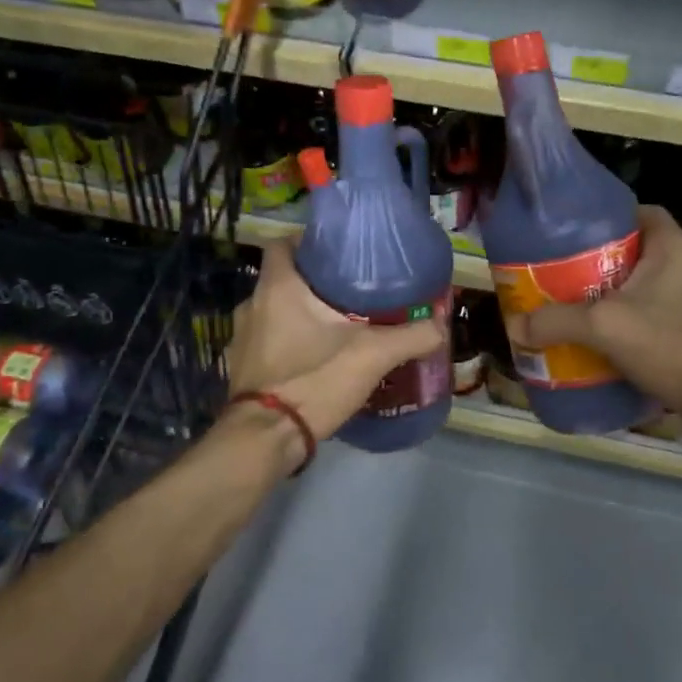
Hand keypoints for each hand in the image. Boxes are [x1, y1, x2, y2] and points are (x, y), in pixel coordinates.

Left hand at [225, 239, 446, 450]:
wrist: (266, 439)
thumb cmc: (314, 381)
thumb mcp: (372, 356)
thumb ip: (411, 336)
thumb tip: (441, 325)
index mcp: (277, 288)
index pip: (282, 243)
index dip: (307, 242)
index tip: (338, 253)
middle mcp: (252, 305)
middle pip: (282, 279)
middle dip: (314, 283)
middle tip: (351, 292)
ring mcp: (240, 338)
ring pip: (274, 311)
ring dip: (300, 314)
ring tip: (337, 325)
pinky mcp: (240, 367)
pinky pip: (267, 341)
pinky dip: (288, 342)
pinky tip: (315, 357)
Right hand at [520, 206, 681, 443]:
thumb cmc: (673, 345)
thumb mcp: (605, 327)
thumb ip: (557, 322)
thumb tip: (515, 326)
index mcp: (672, 246)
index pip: (637, 212)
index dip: (604, 218)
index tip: (571, 235)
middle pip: (634, 251)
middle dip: (597, 262)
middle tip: (561, 275)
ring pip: (642, 285)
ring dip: (611, 295)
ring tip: (573, 307)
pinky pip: (653, 313)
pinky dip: (628, 321)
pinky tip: (601, 339)